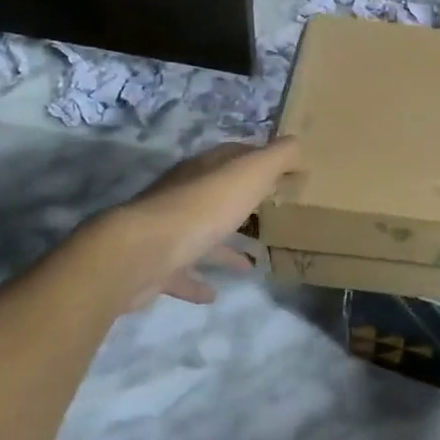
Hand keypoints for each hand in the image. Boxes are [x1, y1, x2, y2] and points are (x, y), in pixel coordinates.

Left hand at [66, 138, 301, 309]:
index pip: (235, 155)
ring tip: (252, 262)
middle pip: (218, 194)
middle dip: (244, 202)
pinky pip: (183, 272)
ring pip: (203, 234)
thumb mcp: (249, 174)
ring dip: (225, 246)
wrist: (141, 252)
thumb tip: (297, 145)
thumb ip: (277, 157)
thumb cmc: (202, 209)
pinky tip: (215, 294)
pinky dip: (199, 281)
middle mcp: (184, 194)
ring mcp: (168, 230)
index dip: (261, 160)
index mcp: (205, 170)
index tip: (286, 173)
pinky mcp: (158, 265)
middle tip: (272, 216)